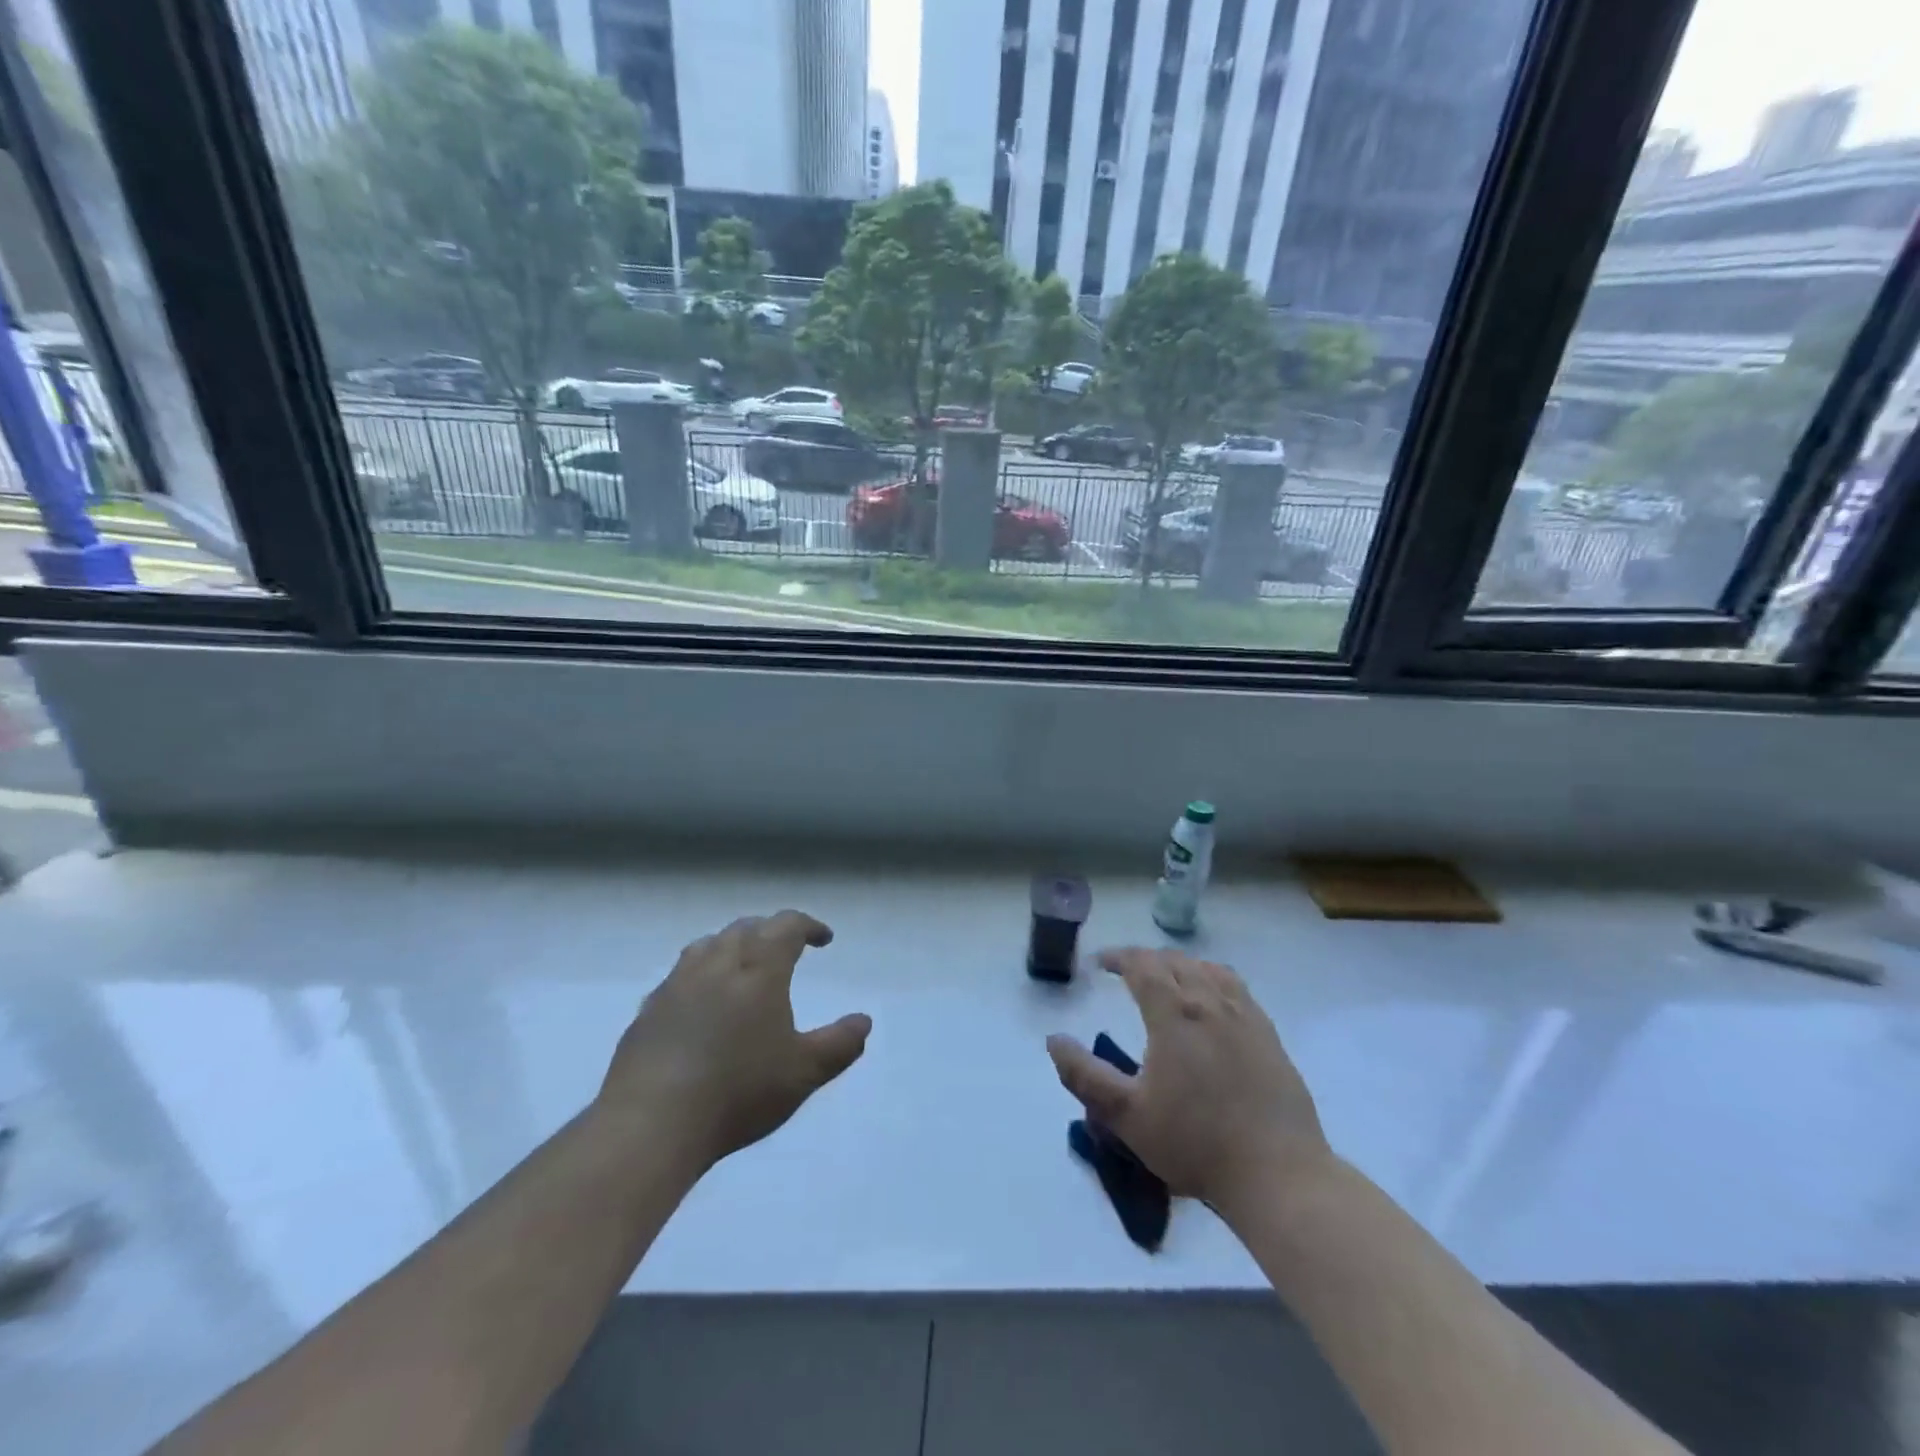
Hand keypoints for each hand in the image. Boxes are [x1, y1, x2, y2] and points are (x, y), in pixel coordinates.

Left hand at [599, 911, 870, 1169]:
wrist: (652, 1121)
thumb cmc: (739, 1091)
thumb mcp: (803, 1072)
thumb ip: (839, 1044)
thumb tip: (864, 1021)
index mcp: (759, 968)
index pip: (786, 926)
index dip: (808, 926)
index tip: (823, 938)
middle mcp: (717, 963)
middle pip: (746, 929)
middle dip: (770, 932)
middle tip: (786, 949)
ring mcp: (677, 984)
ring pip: (708, 945)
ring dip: (731, 945)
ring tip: (742, 965)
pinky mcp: (648, 1010)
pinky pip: (679, 975)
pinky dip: (699, 974)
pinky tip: (699, 1002)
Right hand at [1047, 948, 1330, 1215]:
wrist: (1278, 1173)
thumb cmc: (1195, 1143)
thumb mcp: (1126, 1116)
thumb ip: (1084, 1075)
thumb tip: (1054, 1040)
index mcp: (1174, 1014)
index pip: (1142, 965)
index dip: (1118, 957)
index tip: (1099, 963)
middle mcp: (1210, 1002)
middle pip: (1174, 961)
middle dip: (1145, 959)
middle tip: (1126, 972)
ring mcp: (1245, 1016)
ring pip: (1207, 969)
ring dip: (1180, 965)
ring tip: (1166, 979)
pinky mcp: (1269, 1035)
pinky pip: (1236, 987)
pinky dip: (1213, 978)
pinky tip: (1212, 1000)